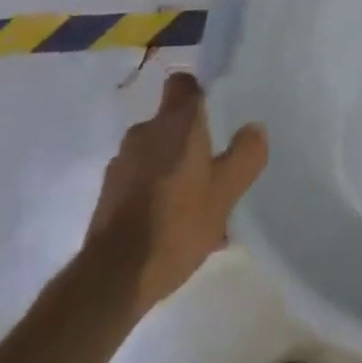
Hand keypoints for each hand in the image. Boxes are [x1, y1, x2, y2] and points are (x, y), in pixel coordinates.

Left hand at [84, 72, 267, 316]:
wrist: (112, 279)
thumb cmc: (176, 224)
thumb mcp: (226, 191)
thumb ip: (246, 154)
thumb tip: (254, 129)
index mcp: (175, 123)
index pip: (184, 83)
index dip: (200, 91)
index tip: (217, 109)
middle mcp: (145, 133)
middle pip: (172, 123)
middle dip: (192, 141)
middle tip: (216, 166)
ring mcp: (121, 165)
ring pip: (157, 155)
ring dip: (175, 170)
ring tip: (198, 205)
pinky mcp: (107, 195)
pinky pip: (141, 182)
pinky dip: (157, 193)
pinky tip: (174, 227)